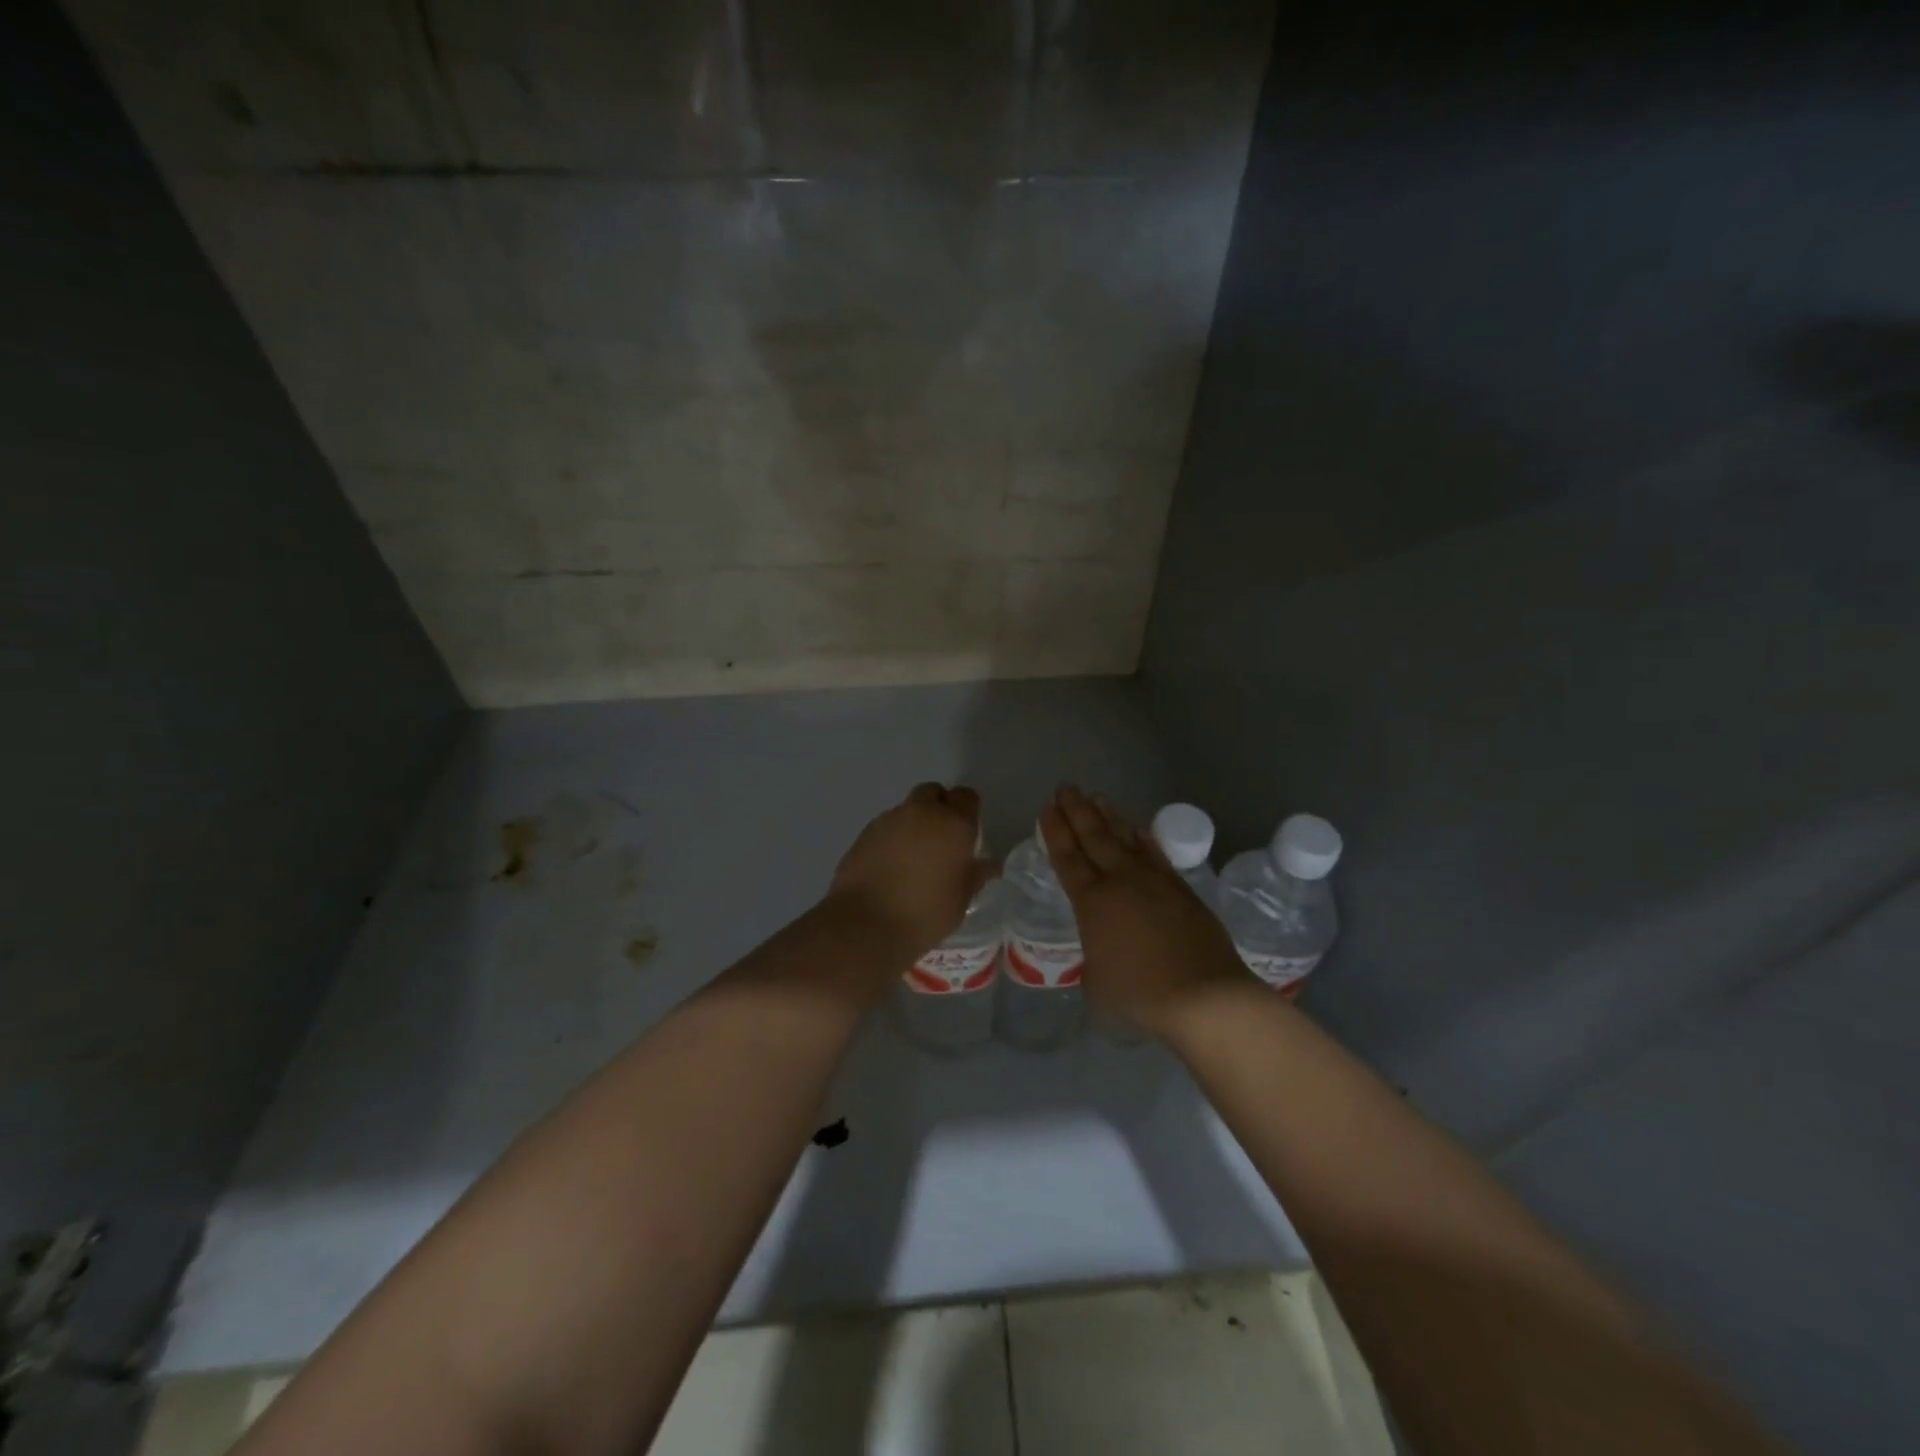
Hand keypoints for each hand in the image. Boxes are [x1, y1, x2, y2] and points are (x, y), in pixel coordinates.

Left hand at [824, 782, 997, 975]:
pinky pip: (886, 825)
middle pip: (934, 792)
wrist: (865, 924)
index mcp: (954, 825)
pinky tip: (889, 865)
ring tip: (912, 857)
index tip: (966, 834)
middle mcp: (922, 812)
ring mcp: (890, 819)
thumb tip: (988, 866)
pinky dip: (892, 837)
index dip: (968, 811)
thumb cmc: (924, 915)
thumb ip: (974, 876)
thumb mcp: (960, 901)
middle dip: (939, 808)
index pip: (967, 797)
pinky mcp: (865, 832)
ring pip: (908, 808)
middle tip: (940, 839)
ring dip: (914, 823)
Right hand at [1042, 786, 1249, 1037]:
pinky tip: (1137, 828)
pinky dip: (1142, 837)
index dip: (1055, 831)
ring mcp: (1153, 880)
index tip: (1047, 809)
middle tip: (1065, 788)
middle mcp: (1120, 880)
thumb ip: (1093, 955)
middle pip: (1094, 837)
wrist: (1202, 994)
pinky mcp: (1180, 887)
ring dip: (1108, 815)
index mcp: (1092, 901)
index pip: (1067, 857)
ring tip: (1096, 796)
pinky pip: (1155, 853)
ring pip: (1124, 837)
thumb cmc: (1140, 992)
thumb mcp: (1097, 979)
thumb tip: (1101, 949)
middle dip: (1076, 810)